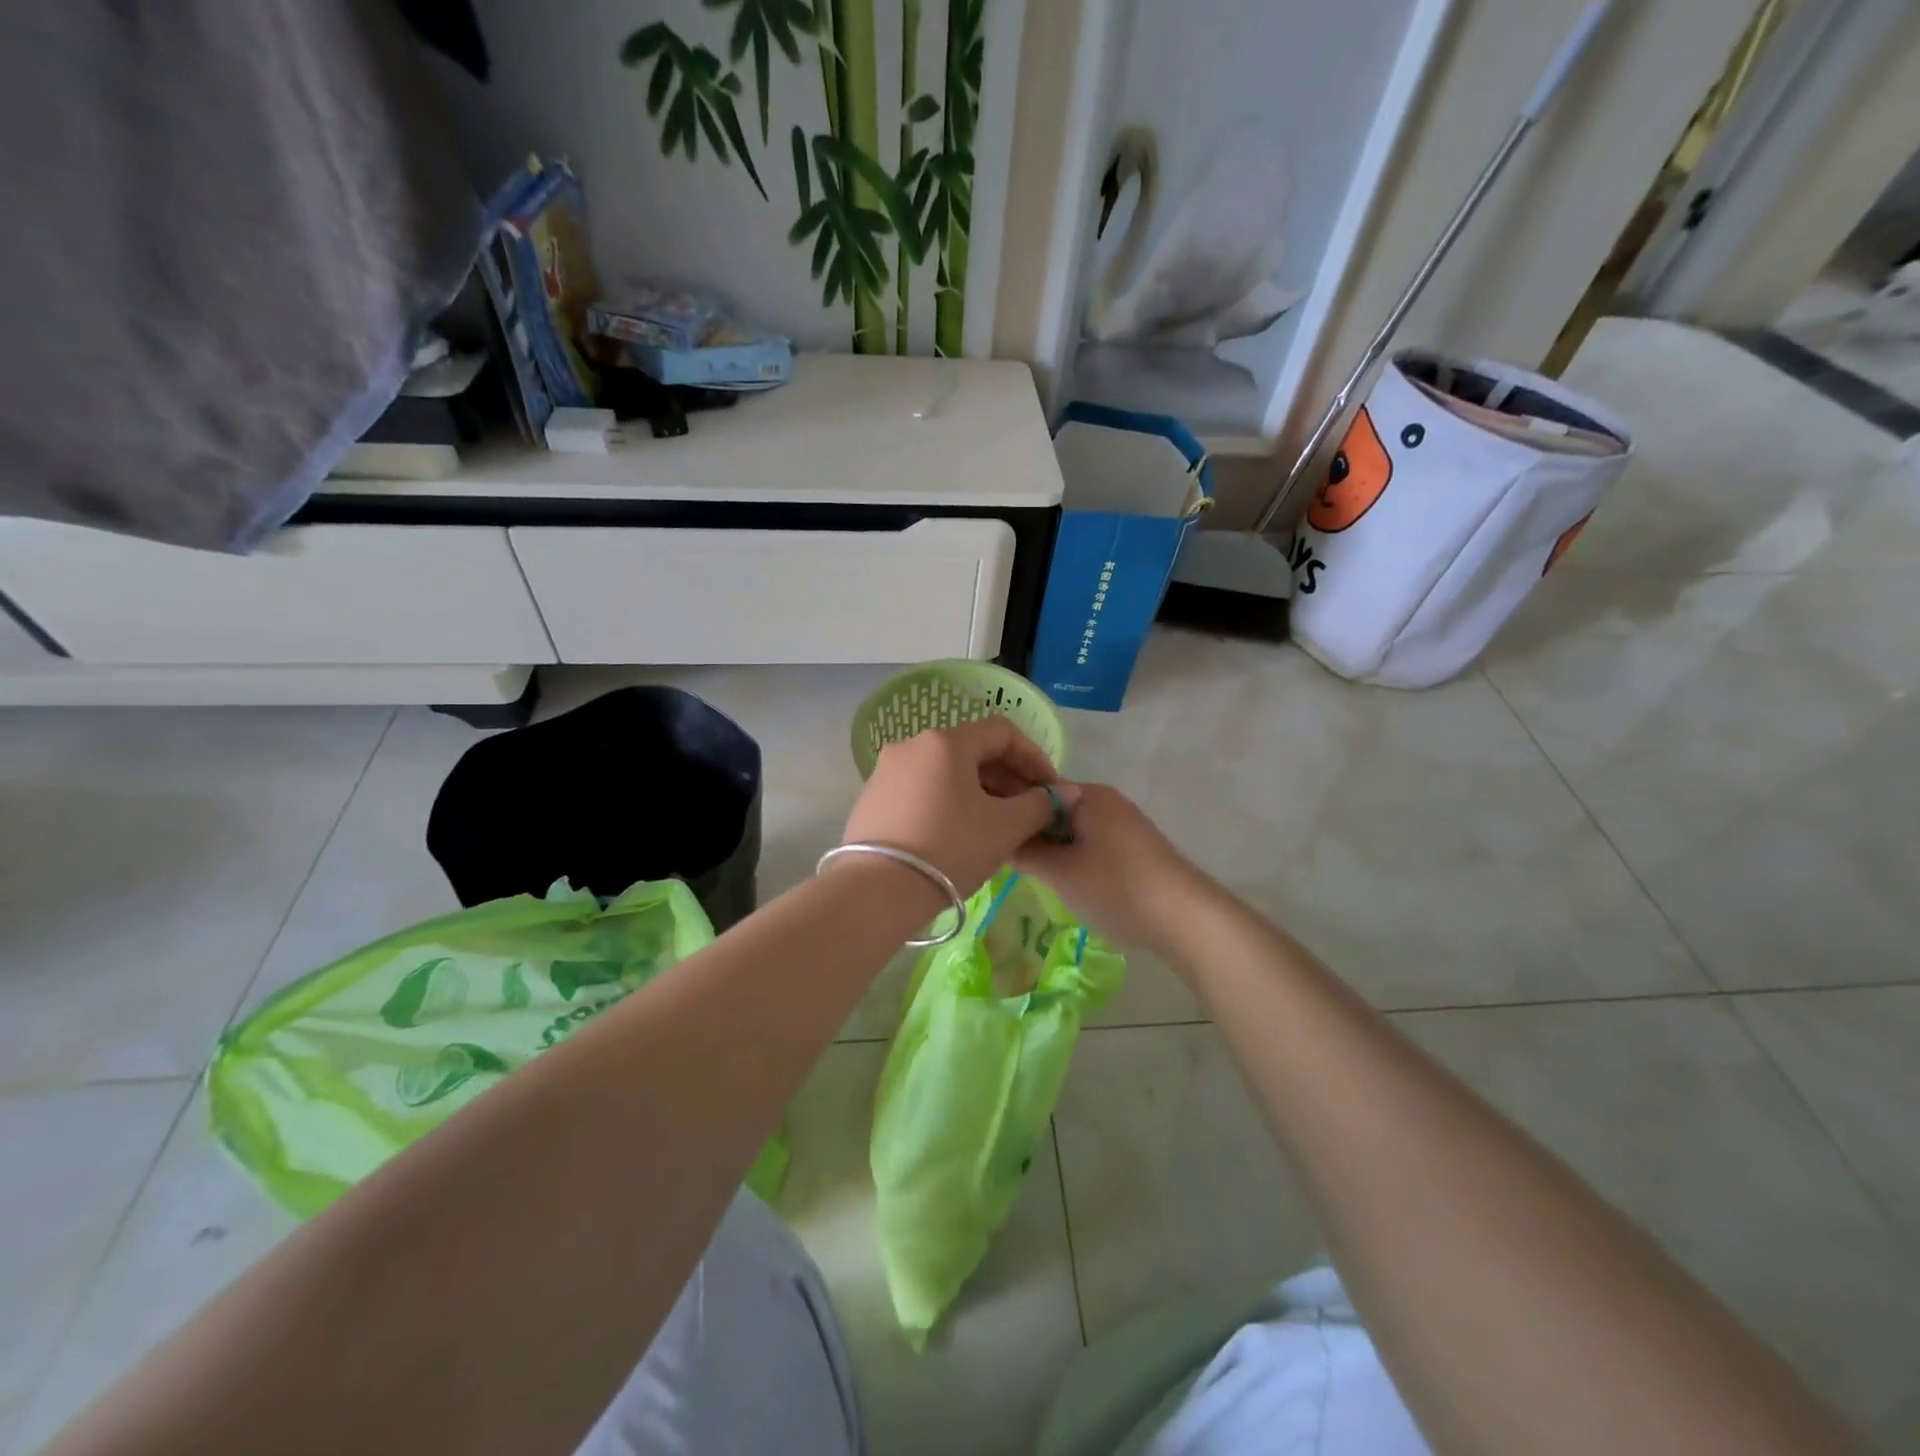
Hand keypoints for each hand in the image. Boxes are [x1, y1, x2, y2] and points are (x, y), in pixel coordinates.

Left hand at [842, 718, 1070, 897]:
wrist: (877, 890)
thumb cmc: (951, 848)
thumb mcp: (1005, 827)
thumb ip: (1041, 804)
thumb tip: (1068, 792)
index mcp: (946, 741)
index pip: (1002, 732)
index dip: (1034, 757)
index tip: (1050, 789)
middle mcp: (912, 745)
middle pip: (971, 750)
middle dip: (1007, 777)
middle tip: (1028, 810)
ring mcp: (887, 771)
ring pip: (946, 771)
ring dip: (979, 791)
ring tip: (996, 825)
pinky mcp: (872, 798)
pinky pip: (922, 789)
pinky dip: (948, 802)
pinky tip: (958, 834)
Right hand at [1013, 783, 1209, 956]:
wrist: (1186, 918)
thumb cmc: (1116, 888)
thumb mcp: (1060, 873)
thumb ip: (1026, 852)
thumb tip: (999, 839)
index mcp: (1087, 795)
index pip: (1034, 790)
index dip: (1009, 810)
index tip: (986, 834)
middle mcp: (1106, 800)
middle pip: (1053, 809)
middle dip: (1030, 831)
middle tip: (1001, 858)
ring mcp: (1123, 823)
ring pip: (1072, 829)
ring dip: (1051, 847)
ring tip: (1026, 872)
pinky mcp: (1134, 847)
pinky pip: (1090, 843)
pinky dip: (1073, 856)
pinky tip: (1062, 880)